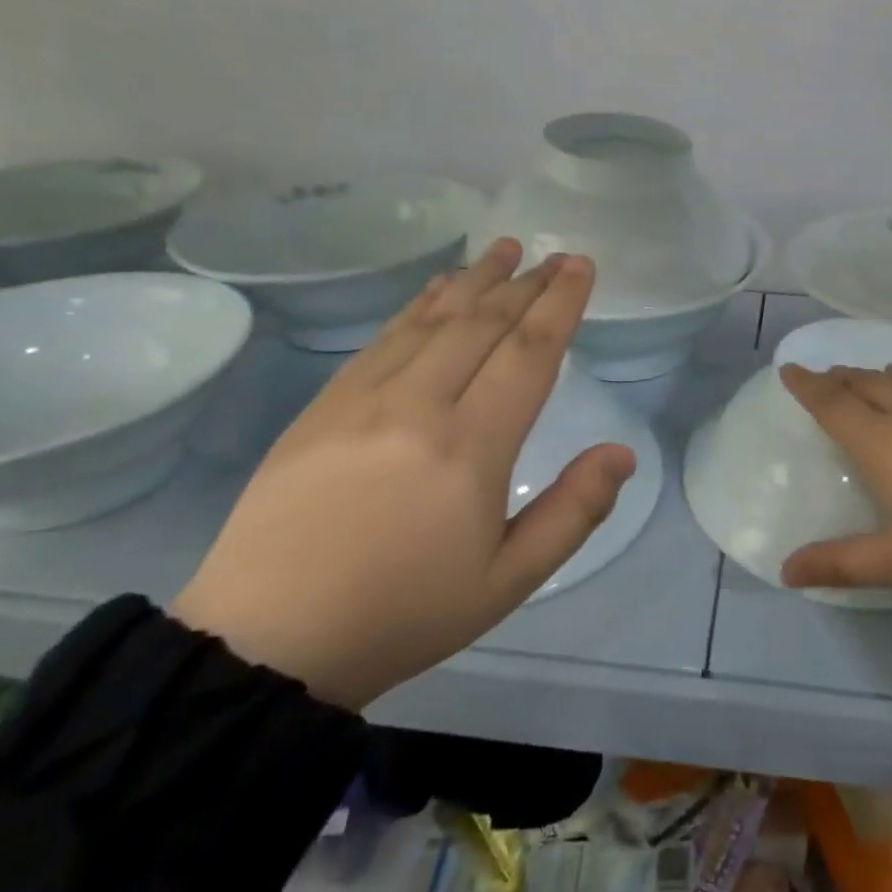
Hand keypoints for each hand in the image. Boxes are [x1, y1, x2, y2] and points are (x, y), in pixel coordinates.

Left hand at [172, 240, 635, 710]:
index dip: (559, 304)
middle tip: (554, 255)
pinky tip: (437, 289)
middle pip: (483, 324)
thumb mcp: (508, 581)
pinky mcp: (325, 405)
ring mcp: (364, 399)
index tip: (580, 267)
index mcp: (471, 448)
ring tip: (503, 250)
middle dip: (526, 284)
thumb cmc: (404, 613)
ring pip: (432, 320)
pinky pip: (384, 337)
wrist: (268, 640)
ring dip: (474, 280)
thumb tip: (622, 453)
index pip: (528, 354)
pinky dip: (420, 304)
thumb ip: (573, 512)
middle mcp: (419, 406)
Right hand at [777, 364, 891, 607]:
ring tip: (870, 384)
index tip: (789, 370)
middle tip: (825, 382)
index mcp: (883, 440)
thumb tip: (785, 571)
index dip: (806, 385)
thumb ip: (840, 564)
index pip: (832, 402)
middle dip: (838, 378)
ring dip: (876, 376)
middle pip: (863, 380)